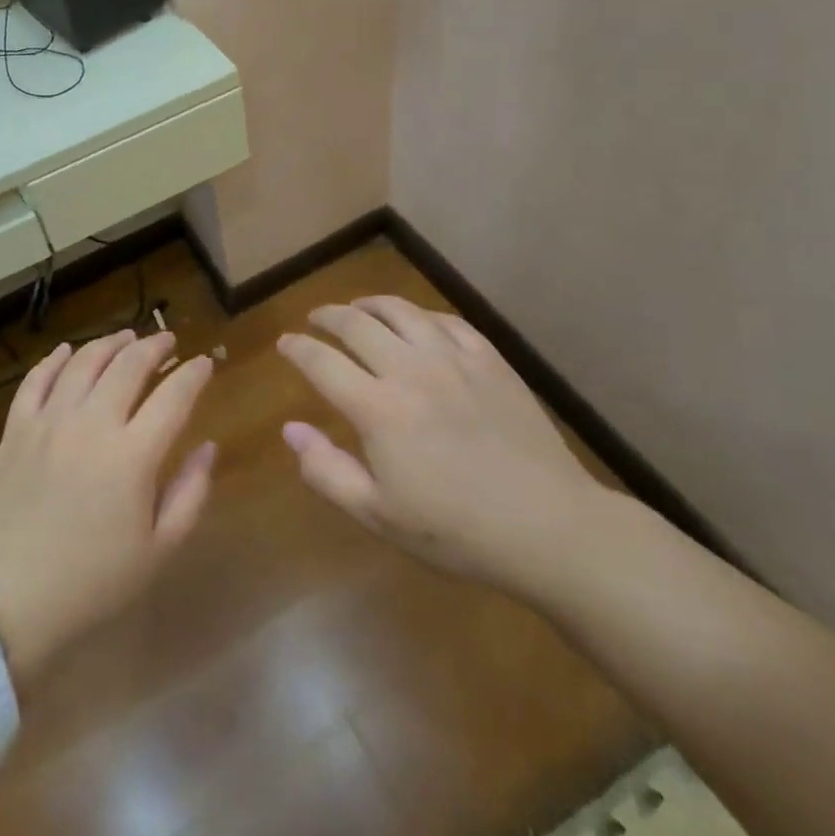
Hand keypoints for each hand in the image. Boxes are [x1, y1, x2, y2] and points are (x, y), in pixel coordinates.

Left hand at [0, 330, 215, 682]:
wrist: (9, 603)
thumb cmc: (93, 583)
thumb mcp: (158, 550)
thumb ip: (191, 493)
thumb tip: (209, 446)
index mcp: (132, 456)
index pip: (173, 396)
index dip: (194, 373)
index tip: (205, 362)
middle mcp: (91, 424)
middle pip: (129, 365)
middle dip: (154, 346)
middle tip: (168, 342)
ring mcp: (49, 422)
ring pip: (84, 361)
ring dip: (110, 343)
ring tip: (126, 337)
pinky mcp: (16, 429)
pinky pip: (36, 379)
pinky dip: (55, 359)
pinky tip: (68, 351)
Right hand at [277, 297, 610, 603]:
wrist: (549, 527)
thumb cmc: (457, 530)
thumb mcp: (379, 515)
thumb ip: (326, 470)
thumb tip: (290, 429)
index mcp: (378, 408)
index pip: (322, 362)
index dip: (297, 348)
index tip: (285, 343)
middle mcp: (410, 370)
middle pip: (356, 324)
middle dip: (328, 316)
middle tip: (315, 319)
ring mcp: (454, 359)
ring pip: (401, 311)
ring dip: (370, 304)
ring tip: (358, 308)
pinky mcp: (489, 359)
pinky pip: (445, 321)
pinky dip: (419, 315)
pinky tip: (416, 323)